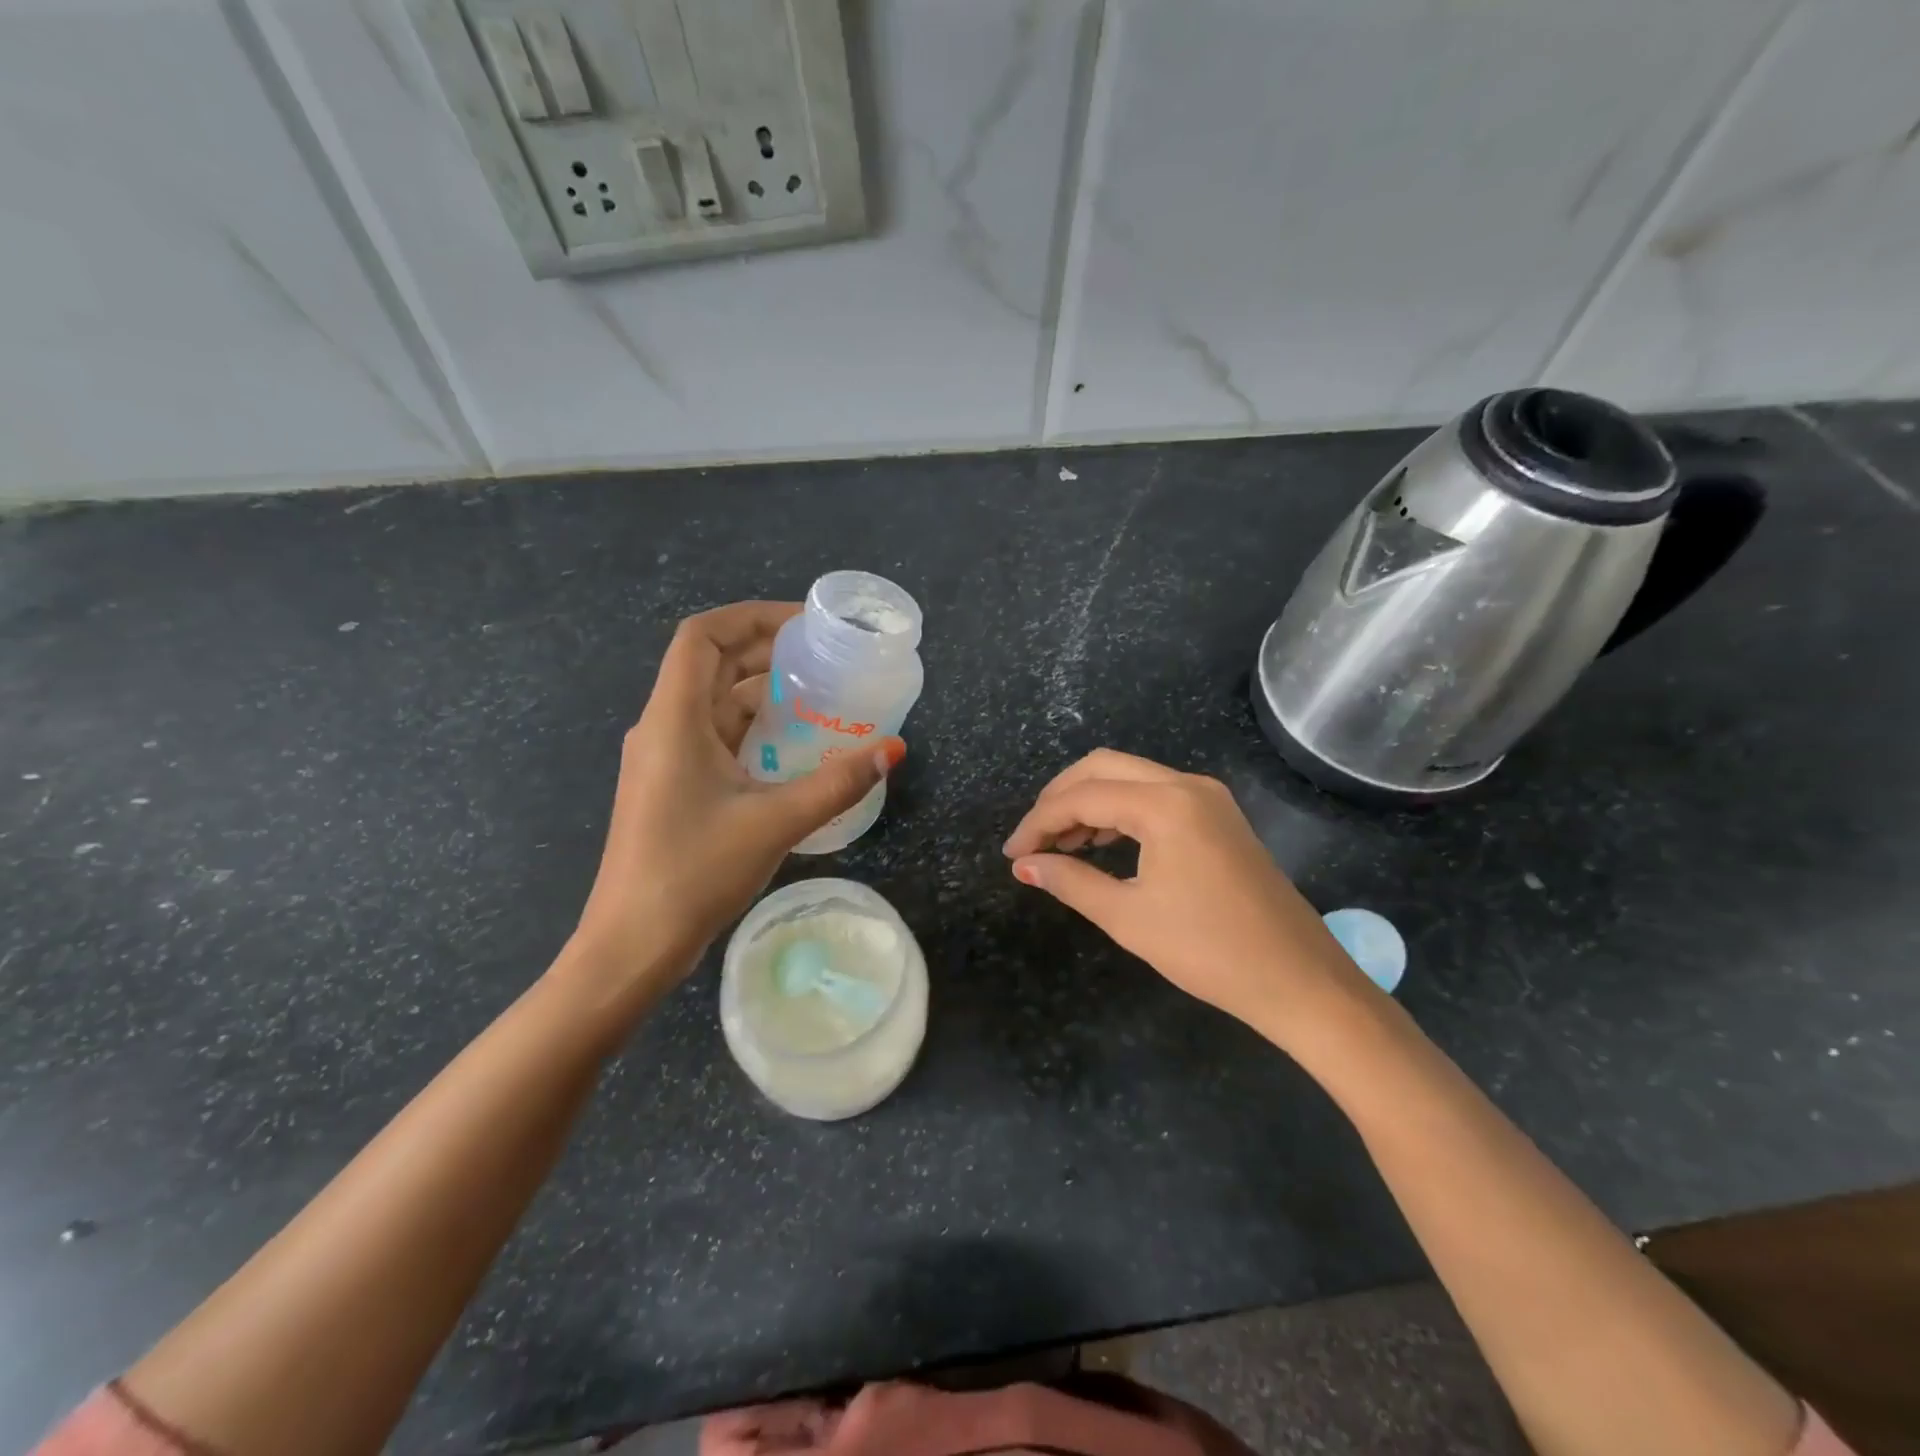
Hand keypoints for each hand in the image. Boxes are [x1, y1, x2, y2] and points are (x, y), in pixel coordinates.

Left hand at [569, 602, 905, 998]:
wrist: (631, 945)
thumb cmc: (693, 873)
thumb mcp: (774, 823)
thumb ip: (837, 783)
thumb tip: (892, 748)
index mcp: (673, 719)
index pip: (702, 637)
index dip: (750, 617)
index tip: (802, 624)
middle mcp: (663, 728)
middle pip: (710, 665)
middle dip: (764, 651)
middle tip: (821, 655)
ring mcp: (665, 760)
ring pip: (714, 704)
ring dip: (760, 691)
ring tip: (817, 693)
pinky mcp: (673, 787)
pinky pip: (714, 737)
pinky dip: (752, 728)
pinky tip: (792, 745)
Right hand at [1002, 750, 1371, 1044]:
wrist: (1299, 980)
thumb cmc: (1209, 951)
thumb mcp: (1128, 917)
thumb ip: (1070, 881)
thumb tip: (1024, 865)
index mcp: (1164, 804)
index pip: (1081, 797)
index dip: (1038, 822)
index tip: (1012, 854)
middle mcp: (1186, 785)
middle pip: (1103, 767)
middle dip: (1060, 798)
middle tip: (1033, 840)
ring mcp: (1207, 797)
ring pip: (1129, 777)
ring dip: (1089, 801)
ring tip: (1060, 845)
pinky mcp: (1218, 816)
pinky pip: (1155, 795)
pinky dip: (1120, 810)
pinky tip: (1101, 842)